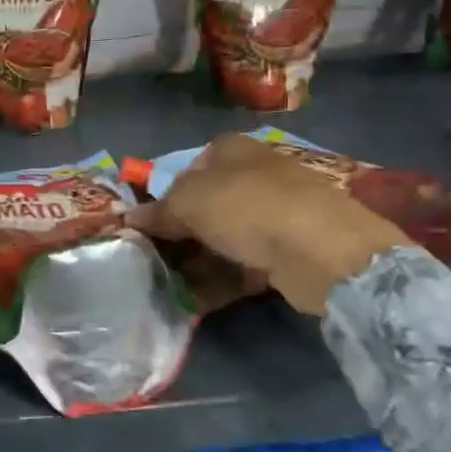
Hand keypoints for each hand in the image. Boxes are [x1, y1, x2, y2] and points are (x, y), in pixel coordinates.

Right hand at [126, 133, 411, 313]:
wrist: (321, 248)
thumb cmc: (245, 208)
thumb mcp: (188, 203)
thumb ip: (158, 212)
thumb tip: (129, 219)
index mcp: (229, 150)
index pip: (185, 171)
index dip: (163, 199)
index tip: (146, 228)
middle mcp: (253, 175)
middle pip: (205, 206)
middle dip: (179, 235)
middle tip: (154, 262)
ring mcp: (275, 212)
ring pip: (224, 238)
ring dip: (197, 262)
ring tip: (169, 288)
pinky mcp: (289, 249)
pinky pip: (245, 263)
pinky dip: (221, 280)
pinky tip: (196, 301)